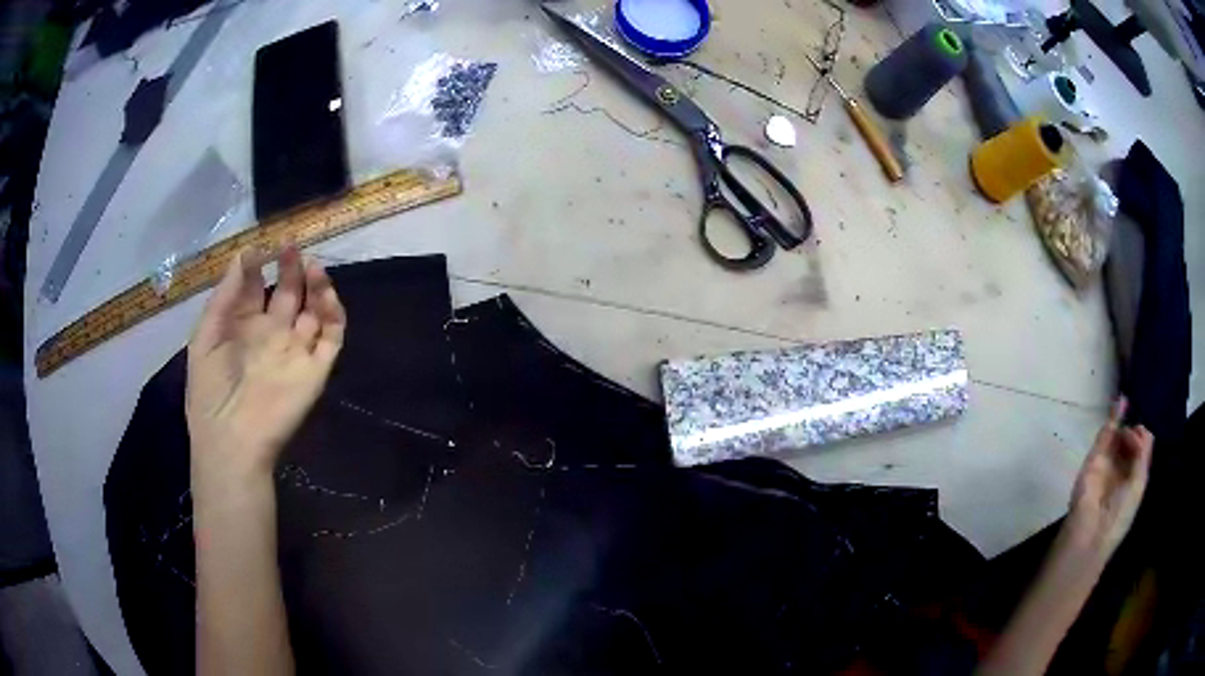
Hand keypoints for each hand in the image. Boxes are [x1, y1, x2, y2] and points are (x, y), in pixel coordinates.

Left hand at [186, 246, 345, 486]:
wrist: (232, 440)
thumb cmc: (210, 391)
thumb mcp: (205, 338)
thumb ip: (224, 297)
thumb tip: (243, 254)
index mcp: (243, 328)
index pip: (255, 288)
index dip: (258, 266)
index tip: (259, 248)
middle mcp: (272, 335)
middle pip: (287, 293)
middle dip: (290, 267)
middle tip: (291, 246)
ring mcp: (296, 351)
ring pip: (314, 310)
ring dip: (315, 285)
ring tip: (311, 264)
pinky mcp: (316, 369)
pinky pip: (332, 335)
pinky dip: (333, 311)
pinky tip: (324, 292)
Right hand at [1065, 397, 1152, 556]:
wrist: (1092, 530)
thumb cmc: (1120, 513)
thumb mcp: (1139, 484)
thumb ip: (1143, 453)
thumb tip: (1139, 427)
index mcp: (1132, 480)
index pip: (1140, 452)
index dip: (1143, 441)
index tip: (1141, 442)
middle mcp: (1120, 470)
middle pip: (1130, 442)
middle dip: (1134, 433)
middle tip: (1133, 436)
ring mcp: (1107, 463)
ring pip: (1118, 435)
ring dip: (1125, 422)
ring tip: (1128, 406)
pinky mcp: (1094, 457)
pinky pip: (1105, 434)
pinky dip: (1114, 417)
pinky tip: (1121, 401)